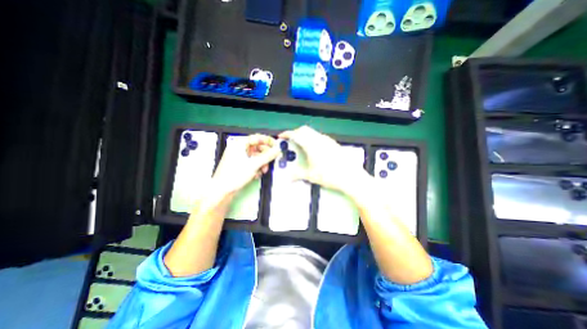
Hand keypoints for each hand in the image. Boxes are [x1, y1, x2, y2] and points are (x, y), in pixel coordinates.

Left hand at [211, 133, 281, 196]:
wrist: (222, 191)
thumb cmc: (233, 175)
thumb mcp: (254, 164)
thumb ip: (268, 156)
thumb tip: (277, 149)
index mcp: (239, 143)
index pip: (257, 138)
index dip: (268, 141)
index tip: (276, 146)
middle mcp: (239, 148)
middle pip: (258, 148)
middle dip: (265, 156)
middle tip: (270, 161)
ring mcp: (239, 156)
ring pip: (256, 156)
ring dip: (262, 163)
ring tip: (263, 170)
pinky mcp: (240, 164)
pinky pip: (252, 162)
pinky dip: (256, 167)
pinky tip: (256, 174)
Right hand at [278, 124, 364, 192]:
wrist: (350, 177)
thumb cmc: (329, 176)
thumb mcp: (311, 176)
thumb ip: (298, 174)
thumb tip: (288, 177)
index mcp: (311, 145)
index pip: (296, 134)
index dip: (287, 134)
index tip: (281, 137)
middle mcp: (319, 139)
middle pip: (304, 130)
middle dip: (295, 133)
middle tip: (291, 141)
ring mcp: (327, 140)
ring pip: (312, 132)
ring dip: (305, 135)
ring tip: (301, 145)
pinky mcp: (333, 143)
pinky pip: (320, 136)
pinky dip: (313, 139)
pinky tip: (314, 149)